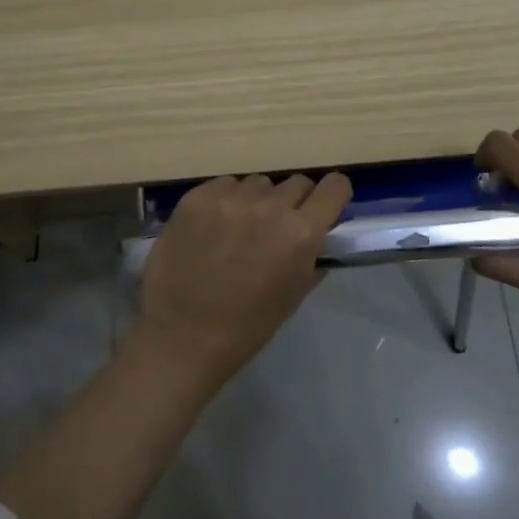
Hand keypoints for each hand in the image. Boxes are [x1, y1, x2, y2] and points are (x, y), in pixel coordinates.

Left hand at [136, 172, 352, 388]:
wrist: (183, 335)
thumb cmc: (246, 325)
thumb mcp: (293, 295)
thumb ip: (311, 257)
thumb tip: (318, 236)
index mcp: (301, 232)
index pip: (335, 186)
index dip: (332, 195)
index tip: (324, 206)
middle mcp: (270, 205)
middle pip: (296, 182)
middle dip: (293, 202)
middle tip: (276, 227)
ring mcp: (230, 198)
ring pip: (258, 183)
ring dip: (257, 200)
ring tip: (239, 229)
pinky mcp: (197, 197)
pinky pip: (223, 185)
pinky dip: (224, 201)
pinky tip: (211, 228)